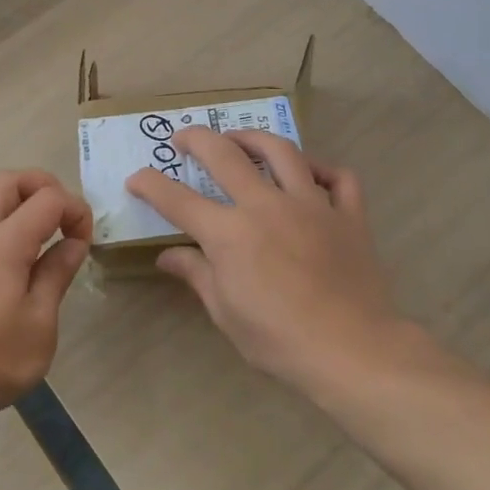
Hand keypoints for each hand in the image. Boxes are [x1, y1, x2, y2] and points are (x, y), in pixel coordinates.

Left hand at [0, 170, 91, 424]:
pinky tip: (25, 268)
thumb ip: (57, 274)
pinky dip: (11, 227)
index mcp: (4, 244)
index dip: (75, 209)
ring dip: (25, 206)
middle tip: (65, 219)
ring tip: (49, 243)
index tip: (85, 243)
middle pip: (9, 180)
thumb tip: (74, 243)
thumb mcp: (40, 322)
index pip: (47, 198)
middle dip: (44, 186)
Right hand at [125, 129, 406, 388]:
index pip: (177, 199)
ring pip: (281, 151)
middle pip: (225, 155)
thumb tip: (166, 256)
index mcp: (229, 233)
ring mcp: (311, 205)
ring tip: (239, 138)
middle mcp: (266, 206)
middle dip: (197, 139)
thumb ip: (196, 274)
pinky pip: (338, 178)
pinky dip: (322, 169)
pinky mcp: (347, 215)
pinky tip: (310, 174)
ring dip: (254, 138)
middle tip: (183, 138)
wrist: (353, 351)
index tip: (136, 178)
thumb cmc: (279, 339)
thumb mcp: (225, 313)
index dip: (150, 184)